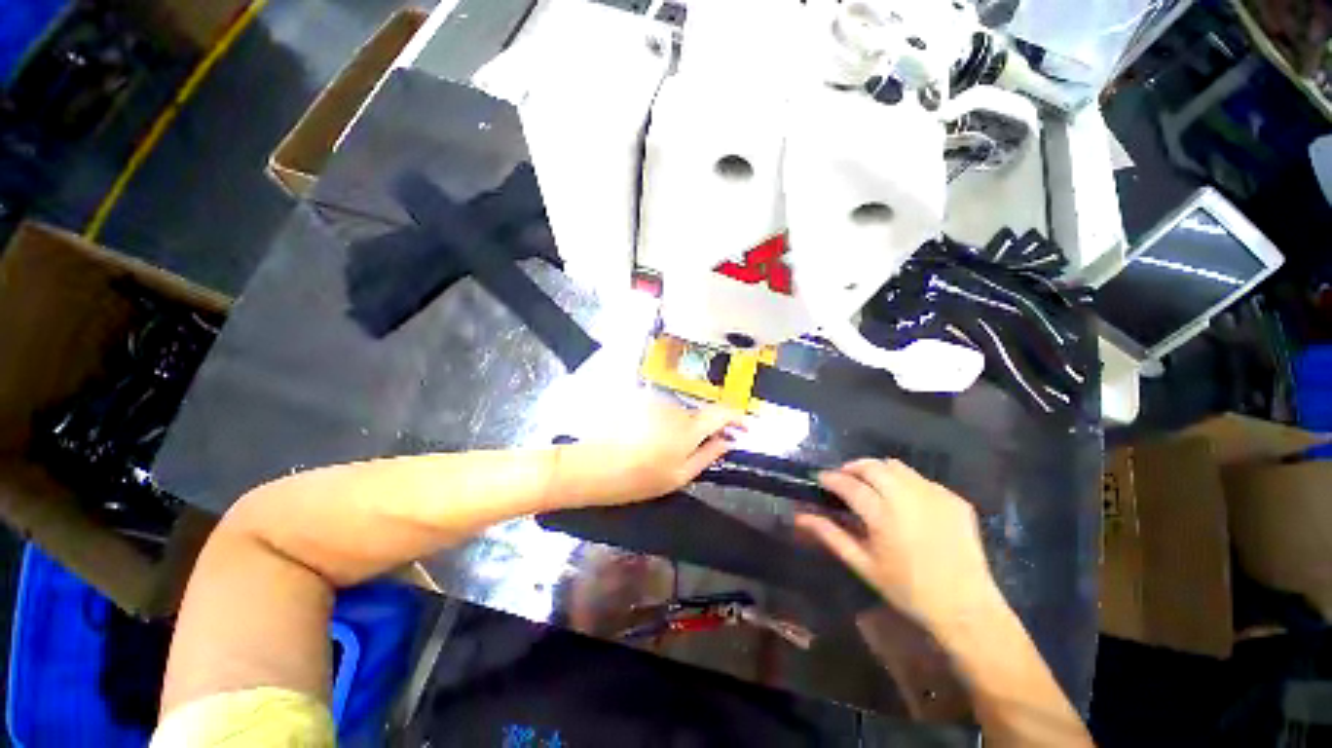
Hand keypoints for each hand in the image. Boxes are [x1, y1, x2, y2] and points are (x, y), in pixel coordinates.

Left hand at [557, 401, 741, 506]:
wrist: (592, 466)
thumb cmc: (639, 478)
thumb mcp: (679, 476)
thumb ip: (708, 455)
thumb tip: (728, 441)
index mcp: (690, 427)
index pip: (723, 412)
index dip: (737, 418)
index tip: (744, 429)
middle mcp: (676, 407)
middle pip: (700, 413)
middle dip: (706, 429)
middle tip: (699, 451)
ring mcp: (655, 402)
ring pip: (680, 413)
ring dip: (682, 427)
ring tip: (666, 450)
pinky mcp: (639, 401)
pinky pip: (662, 411)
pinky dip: (664, 423)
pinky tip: (648, 440)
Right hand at [796, 459, 1002, 630]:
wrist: (966, 608)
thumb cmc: (908, 591)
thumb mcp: (863, 565)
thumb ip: (830, 535)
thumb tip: (800, 516)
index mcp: (883, 515)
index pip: (849, 484)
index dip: (831, 478)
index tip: (821, 479)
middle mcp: (908, 497)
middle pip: (872, 466)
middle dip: (853, 468)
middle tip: (845, 480)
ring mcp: (935, 495)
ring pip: (896, 466)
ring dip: (878, 471)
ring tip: (872, 486)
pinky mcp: (954, 499)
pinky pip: (921, 479)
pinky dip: (905, 482)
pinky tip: (905, 503)